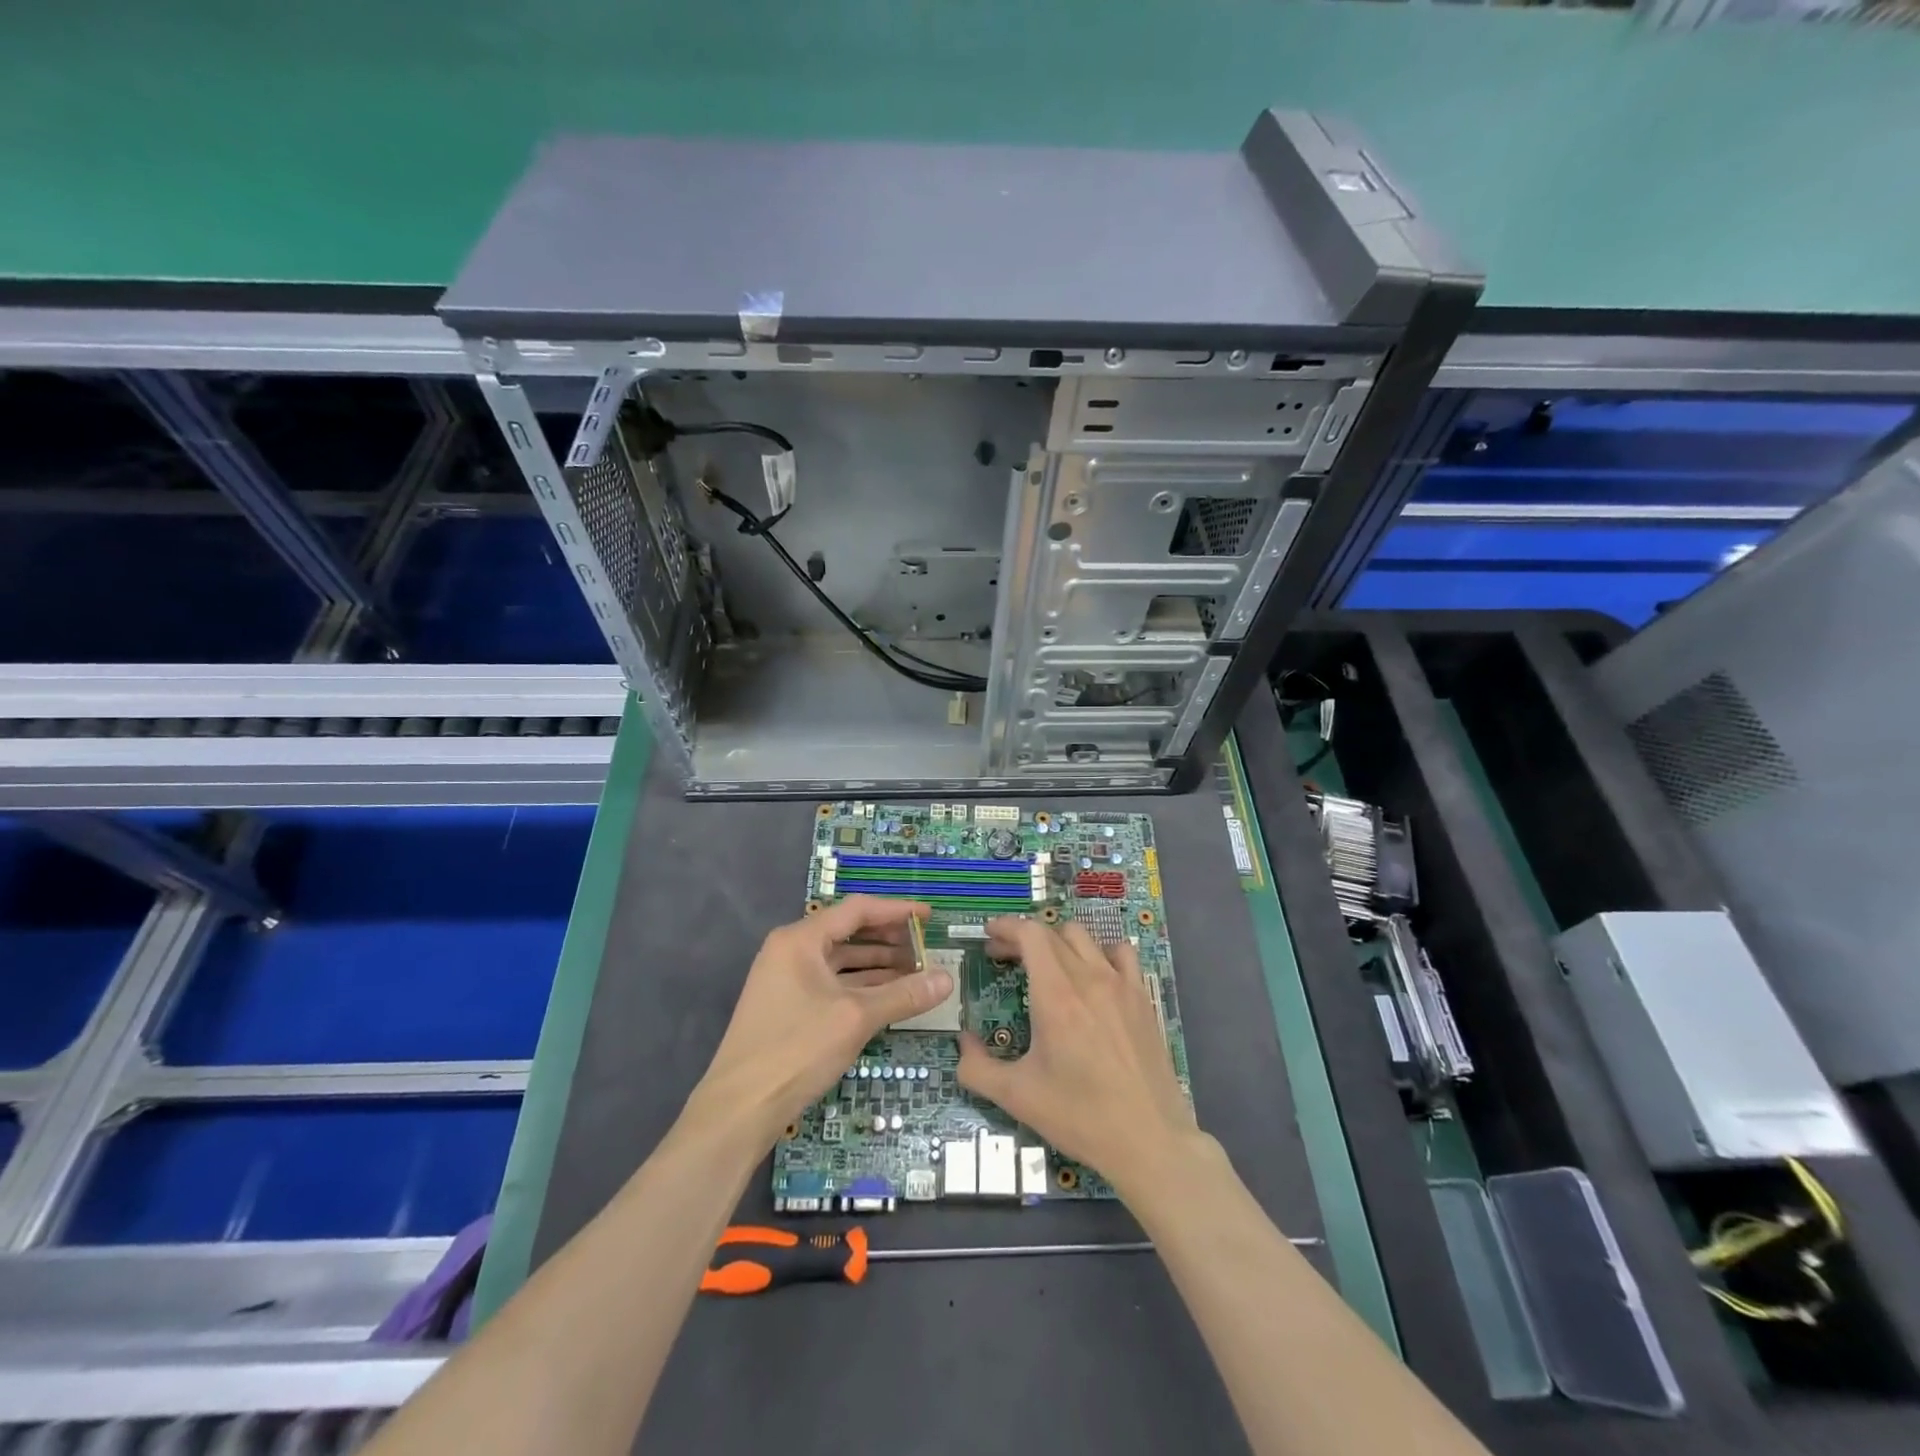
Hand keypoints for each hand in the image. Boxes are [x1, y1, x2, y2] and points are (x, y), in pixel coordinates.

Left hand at [689, 896, 952, 1147]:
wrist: (739, 1109)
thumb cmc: (797, 1049)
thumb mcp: (856, 1018)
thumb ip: (903, 995)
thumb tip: (947, 979)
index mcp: (801, 939)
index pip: (857, 910)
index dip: (897, 911)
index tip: (929, 917)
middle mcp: (791, 951)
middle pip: (848, 933)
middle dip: (890, 941)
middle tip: (927, 949)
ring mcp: (787, 980)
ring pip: (841, 962)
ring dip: (878, 966)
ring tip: (917, 974)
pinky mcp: (788, 1007)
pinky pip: (832, 984)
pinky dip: (861, 987)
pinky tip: (889, 998)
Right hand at [957, 918, 1200, 1192]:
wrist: (1149, 1141)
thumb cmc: (1080, 1117)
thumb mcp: (1017, 1097)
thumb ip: (977, 1067)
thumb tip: (963, 1042)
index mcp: (1056, 995)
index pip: (1030, 935)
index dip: (1006, 927)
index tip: (989, 935)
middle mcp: (1089, 978)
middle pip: (1052, 933)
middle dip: (1023, 938)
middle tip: (1005, 958)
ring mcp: (1121, 984)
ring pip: (1085, 937)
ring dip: (1058, 942)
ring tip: (1046, 965)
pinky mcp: (1142, 998)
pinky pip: (1121, 954)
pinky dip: (1100, 953)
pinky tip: (1092, 975)